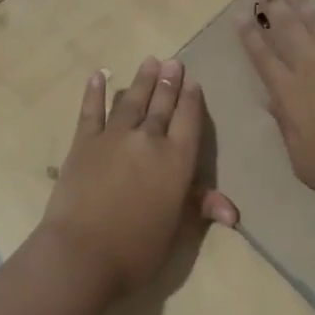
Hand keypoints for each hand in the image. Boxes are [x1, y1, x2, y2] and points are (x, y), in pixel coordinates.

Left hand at [39, 58, 238, 298]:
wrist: (83, 253)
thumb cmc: (137, 250)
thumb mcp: (177, 232)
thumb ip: (200, 209)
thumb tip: (232, 211)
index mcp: (177, 161)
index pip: (188, 120)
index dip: (191, 99)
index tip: (193, 82)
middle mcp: (149, 140)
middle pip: (162, 104)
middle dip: (169, 81)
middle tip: (173, 61)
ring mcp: (114, 137)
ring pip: (132, 100)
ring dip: (142, 80)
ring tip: (150, 60)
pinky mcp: (84, 142)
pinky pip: (92, 110)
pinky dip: (95, 92)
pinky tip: (98, 75)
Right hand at [237, 0, 314, 207]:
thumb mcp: (304, 161)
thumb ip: (286, 128)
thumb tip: (271, 101)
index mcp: (291, 93)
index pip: (263, 58)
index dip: (250, 36)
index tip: (240, 16)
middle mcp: (312, 66)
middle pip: (288, 30)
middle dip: (273, 7)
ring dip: (301, 3)